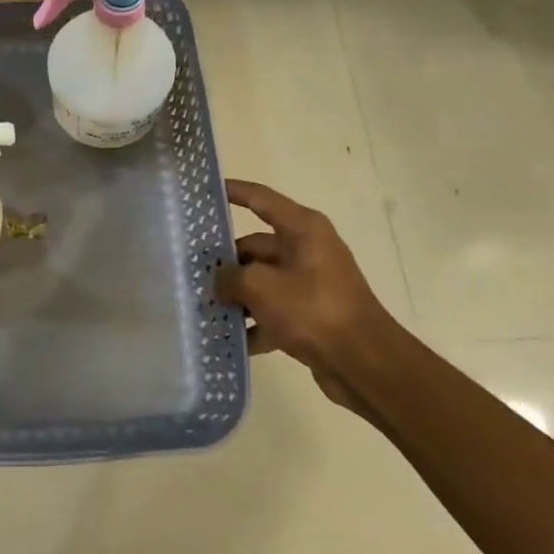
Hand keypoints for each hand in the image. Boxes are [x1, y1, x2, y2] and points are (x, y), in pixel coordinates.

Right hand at [214, 179, 399, 413]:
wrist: (363, 363)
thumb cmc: (312, 309)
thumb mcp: (260, 287)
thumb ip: (230, 277)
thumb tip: (219, 281)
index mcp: (302, 229)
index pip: (260, 199)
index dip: (233, 191)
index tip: (205, 190)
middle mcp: (308, 249)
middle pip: (255, 246)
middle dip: (225, 262)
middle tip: (190, 273)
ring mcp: (310, 283)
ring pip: (261, 281)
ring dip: (235, 295)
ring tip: (202, 308)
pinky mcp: (311, 314)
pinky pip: (273, 311)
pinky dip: (253, 323)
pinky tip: (228, 340)